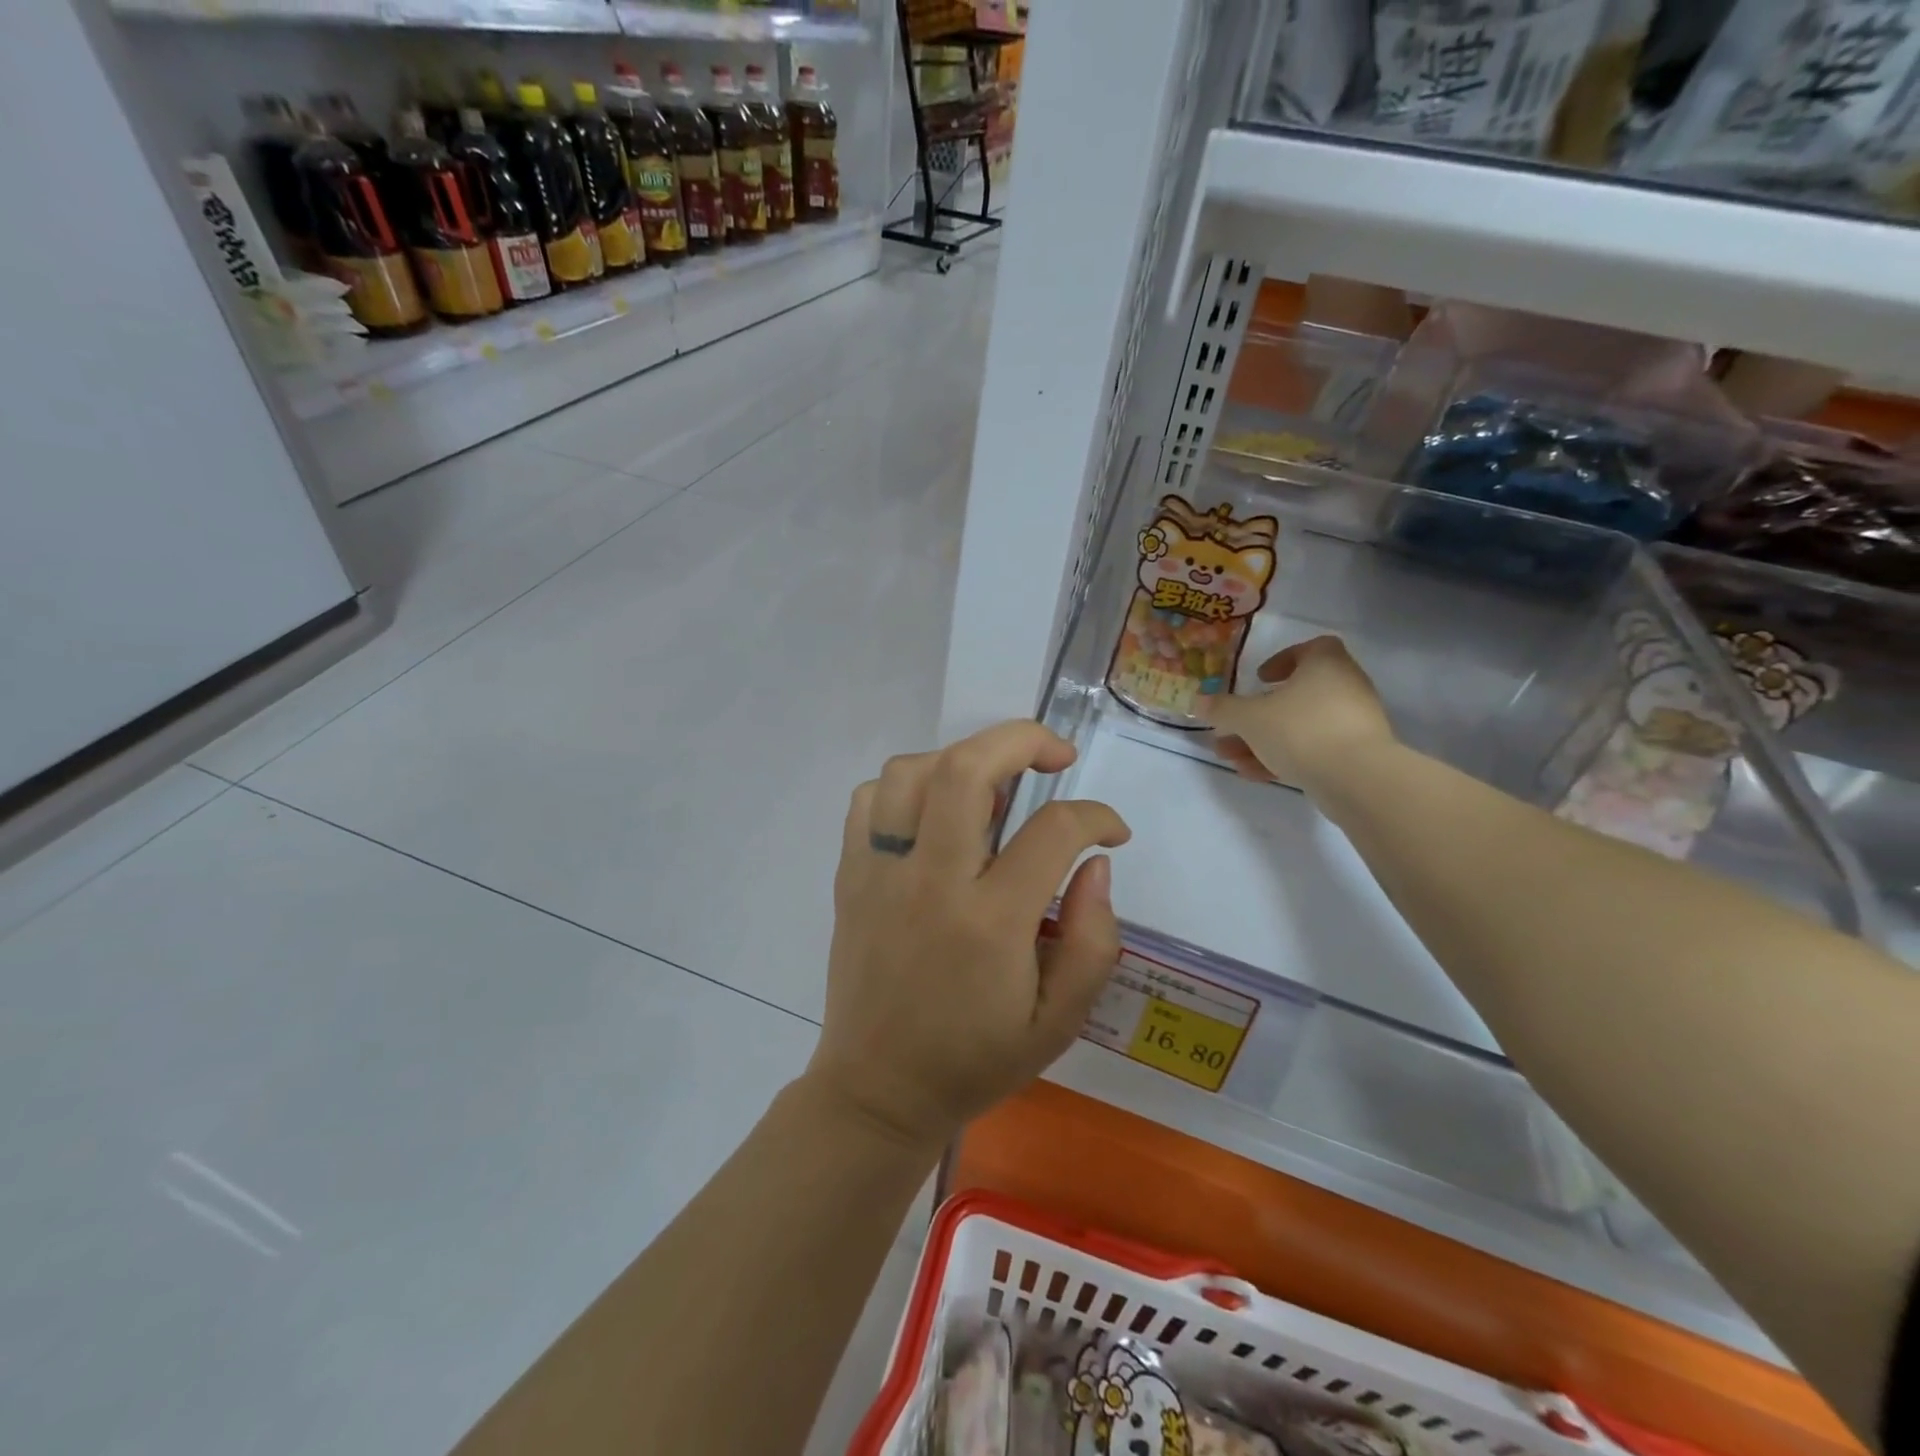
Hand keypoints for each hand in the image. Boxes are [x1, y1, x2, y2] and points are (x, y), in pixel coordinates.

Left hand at [806, 721, 1131, 1148]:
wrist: (878, 1091)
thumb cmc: (975, 1059)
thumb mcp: (1060, 1022)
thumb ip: (1095, 940)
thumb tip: (1094, 863)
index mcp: (990, 923)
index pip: (1052, 830)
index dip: (1095, 815)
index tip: (1110, 830)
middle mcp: (930, 883)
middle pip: (966, 768)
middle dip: (1020, 739)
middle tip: (1053, 755)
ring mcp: (880, 874)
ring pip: (911, 772)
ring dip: (960, 760)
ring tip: (991, 789)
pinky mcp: (850, 876)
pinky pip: (870, 799)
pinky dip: (907, 786)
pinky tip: (933, 815)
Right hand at [1197, 636, 1395, 793]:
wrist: (1356, 778)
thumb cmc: (1301, 730)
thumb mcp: (1250, 718)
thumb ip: (1223, 709)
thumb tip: (1198, 701)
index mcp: (1326, 665)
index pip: (1311, 648)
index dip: (1283, 659)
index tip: (1260, 678)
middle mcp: (1345, 687)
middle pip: (1297, 694)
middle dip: (1259, 713)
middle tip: (1232, 726)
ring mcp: (1352, 723)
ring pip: (1300, 726)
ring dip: (1264, 739)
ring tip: (1230, 756)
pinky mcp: (1355, 755)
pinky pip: (1313, 749)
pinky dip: (1284, 757)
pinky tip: (1253, 774)